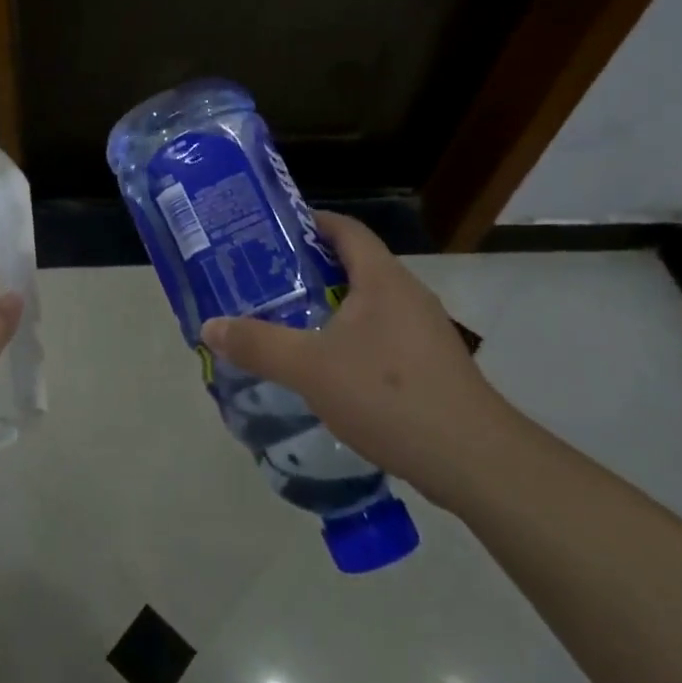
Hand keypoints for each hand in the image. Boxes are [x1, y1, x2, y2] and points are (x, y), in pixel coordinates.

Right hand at [199, 212, 518, 510]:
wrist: (471, 459)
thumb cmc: (388, 395)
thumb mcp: (309, 368)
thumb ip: (257, 344)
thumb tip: (210, 326)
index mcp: (382, 278)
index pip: (345, 229)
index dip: (308, 223)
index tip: (269, 233)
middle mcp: (406, 294)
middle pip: (353, 265)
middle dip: (307, 270)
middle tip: (263, 282)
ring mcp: (422, 331)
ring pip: (366, 305)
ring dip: (327, 309)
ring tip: (285, 324)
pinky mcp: (429, 365)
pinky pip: (379, 336)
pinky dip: (348, 340)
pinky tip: (324, 370)